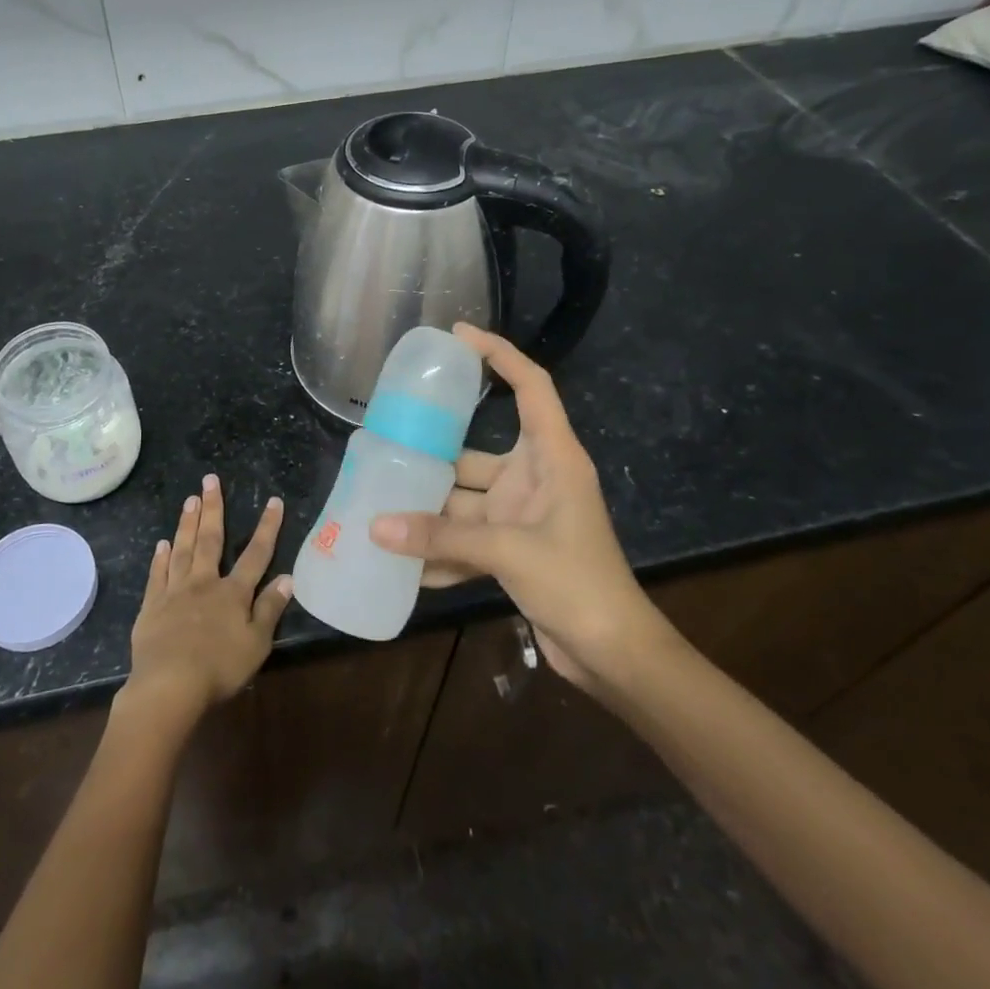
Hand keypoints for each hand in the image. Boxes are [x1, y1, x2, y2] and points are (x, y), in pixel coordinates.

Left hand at [123, 474, 293, 728]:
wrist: (170, 685)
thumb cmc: (219, 667)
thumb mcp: (257, 643)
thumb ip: (270, 609)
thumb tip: (288, 577)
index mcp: (233, 593)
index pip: (256, 554)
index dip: (267, 527)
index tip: (273, 501)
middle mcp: (204, 583)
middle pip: (210, 540)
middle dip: (213, 508)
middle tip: (209, 480)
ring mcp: (175, 592)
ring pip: (182, 550)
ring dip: (187, 524)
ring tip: (189, 500)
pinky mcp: (151, 607)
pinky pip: (157, 575)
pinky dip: (160, 558)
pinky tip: (161, 544)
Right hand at [369, 324, 659, 690]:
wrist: (614, 653)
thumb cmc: (578, 582)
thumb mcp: (509, 551)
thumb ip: (441, 537)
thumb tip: (375, 527)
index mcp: (552, 457)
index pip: (531, 386)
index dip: (499, 354)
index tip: (457, 335)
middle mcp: (534, 478)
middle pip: (475, 452)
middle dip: (433, 456)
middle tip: (385, 445)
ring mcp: (522, 515)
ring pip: (464, 502)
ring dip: (429, 514)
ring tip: (379, 509)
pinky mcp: (512, 550)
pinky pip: (467, 540)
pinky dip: (441, 553)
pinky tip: (404, 568)